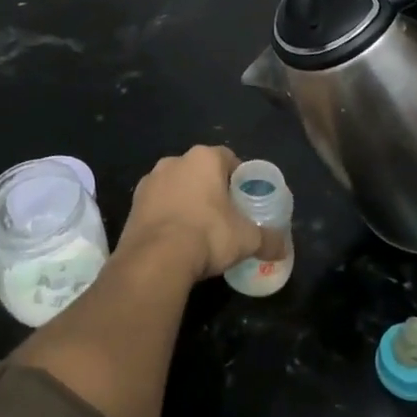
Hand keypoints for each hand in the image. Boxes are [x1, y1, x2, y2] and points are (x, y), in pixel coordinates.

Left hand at [119, 146, 281, 282]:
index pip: (228, 158)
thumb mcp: (247, 239)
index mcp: (204, 158)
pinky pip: (156, 205)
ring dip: (185, 201)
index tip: (243, 199)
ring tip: (196, 230)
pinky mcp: (133, 203)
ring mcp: (150, 181)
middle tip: (223, 215)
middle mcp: (174, 160)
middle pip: (200, 171)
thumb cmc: (208, 234)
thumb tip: (283, 248)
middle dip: (210, 189)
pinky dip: (166, 216)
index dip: (238, 178)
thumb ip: (269, 239)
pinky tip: (174, 239)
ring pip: (175, 186)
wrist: (156, 258)